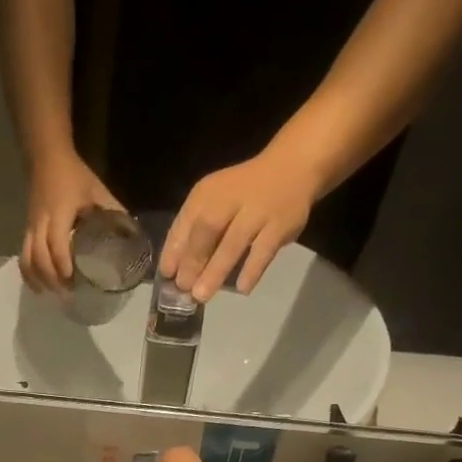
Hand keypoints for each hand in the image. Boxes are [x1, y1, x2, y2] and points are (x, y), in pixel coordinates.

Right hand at [20, 150, 123, 293]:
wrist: (47, 158)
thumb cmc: (75, 175)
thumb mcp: (98, 191)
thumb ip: (112, 212)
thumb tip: (131, 235)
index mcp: (59, 212)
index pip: (56, 242)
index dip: (61, 263)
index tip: (71, 280)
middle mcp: (41, 223)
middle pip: (39, 256)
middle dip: (51, 278)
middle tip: (67, 293)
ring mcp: (31, 228)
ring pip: (27, 259)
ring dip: (38, 279)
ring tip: (51, 294)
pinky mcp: (27, 231)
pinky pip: (23, 256)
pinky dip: (28, 274)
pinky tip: (38, 287)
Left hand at [159, 146, 323, 301]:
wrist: (293, 166)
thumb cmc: (243, 193)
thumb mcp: (213, 202)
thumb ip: (192, 231)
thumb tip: (172, 270)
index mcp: (208, 193)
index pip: (185, 222)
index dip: (174, 250)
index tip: (167, 275)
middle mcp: (231, 198)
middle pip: (207, 229)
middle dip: (193, 260)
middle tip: (184, 287)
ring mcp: (258, 211)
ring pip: (234, 242)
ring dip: (215, 270)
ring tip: (202, 295)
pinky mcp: (280, 224)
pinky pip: (264, 250)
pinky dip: (252, 270)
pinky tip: (242, 289)